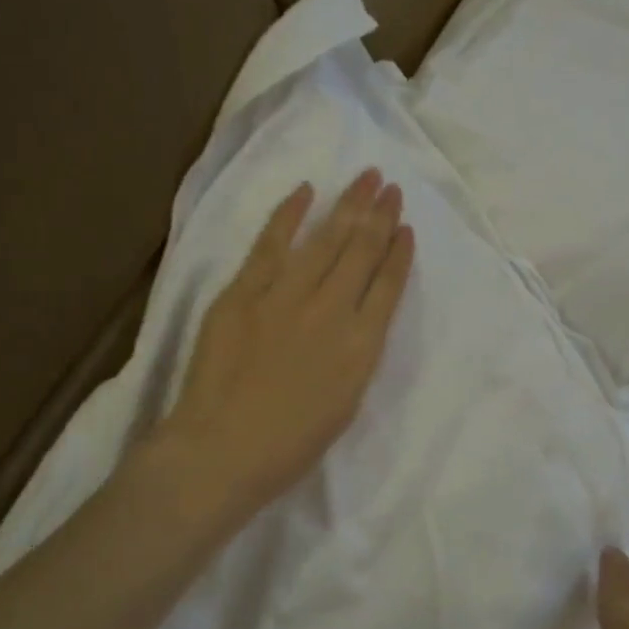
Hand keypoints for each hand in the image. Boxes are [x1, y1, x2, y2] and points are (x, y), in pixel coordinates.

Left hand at [156, 169, 414, 523]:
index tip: (407, 227)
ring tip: (367, 177)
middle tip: (391, 186)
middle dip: (380, 215)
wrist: (221, 451)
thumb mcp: (345, 405)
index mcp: (360, 347)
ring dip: (349, 205)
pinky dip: (289, 214)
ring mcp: (285, 296)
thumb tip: (359, 318)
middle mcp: (330, 311)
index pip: (388, 286)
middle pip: (361, 252)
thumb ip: (357, 355)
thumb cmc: (289, 445)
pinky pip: (271, 243)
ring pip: (325, 240)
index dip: (400, 252)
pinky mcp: (244, 291)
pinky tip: (306, 191)